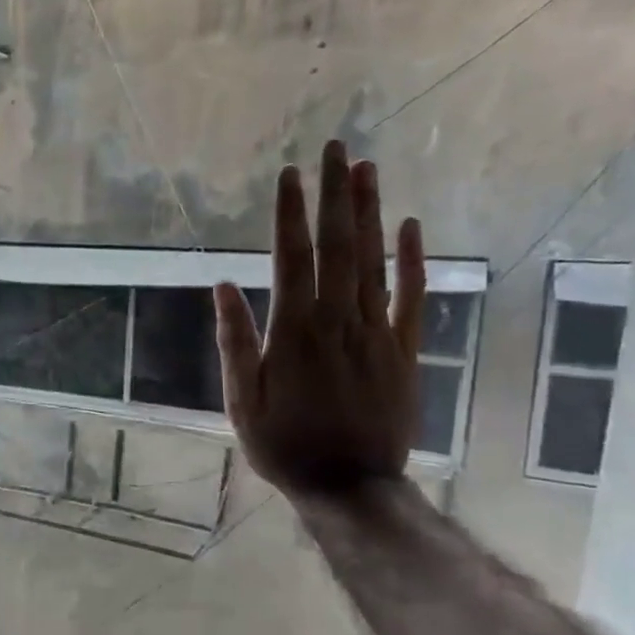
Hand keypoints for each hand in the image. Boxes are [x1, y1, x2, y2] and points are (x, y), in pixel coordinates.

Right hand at [214, 140, 426, 494]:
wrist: (350, 486)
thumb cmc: (283, 444)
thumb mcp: (241, 400)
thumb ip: (235, 341)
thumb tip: (222, 286)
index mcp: (294, 332)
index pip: (292, 258)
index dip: (290, 214)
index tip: (288, 174)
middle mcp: (338, 321)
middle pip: (339, 246)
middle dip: (335, 195)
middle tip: (335, 148)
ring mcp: (377, 333)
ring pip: (374, 262)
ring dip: (370, 213)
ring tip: (366, 169)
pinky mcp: (404, 350)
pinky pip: (411, 297)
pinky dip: (412, 261)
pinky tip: (411, 226)